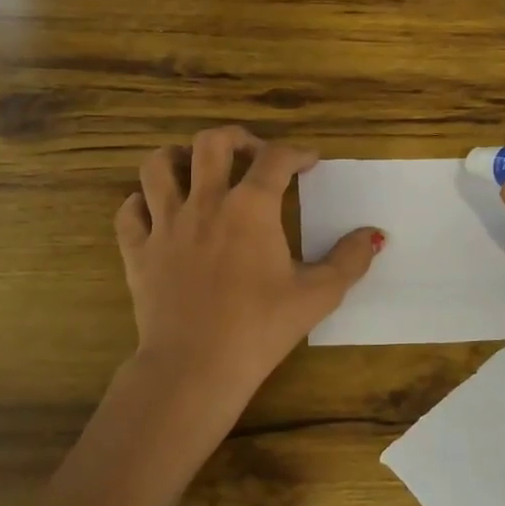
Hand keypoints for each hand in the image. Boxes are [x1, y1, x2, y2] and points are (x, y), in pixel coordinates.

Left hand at [110, 127, 381, 459]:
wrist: (195, 367)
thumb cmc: (260, 329)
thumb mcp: (317, 296)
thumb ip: (350, 260)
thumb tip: (375, 235)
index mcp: (251, 208)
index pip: (276, 159)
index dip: (297, 153)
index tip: (309, 162)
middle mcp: (205, 203)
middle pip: (211, 143)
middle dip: (236, 138)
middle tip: (252, 154)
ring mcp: (165, 224)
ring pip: (157, 166)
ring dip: (177, 158)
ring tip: (195, 169)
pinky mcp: (138, 251)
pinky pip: (129, 211)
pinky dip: (142, 203)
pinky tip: (156, 212)